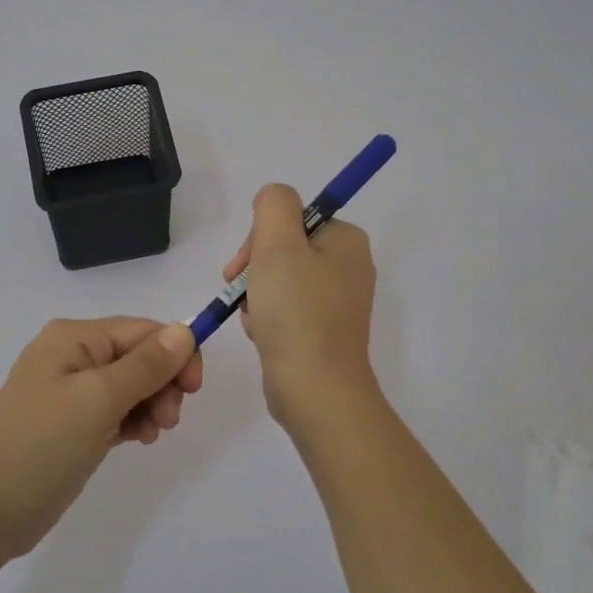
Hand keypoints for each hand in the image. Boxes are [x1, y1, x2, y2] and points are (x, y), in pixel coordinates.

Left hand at [0, 317, 202, 562]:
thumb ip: (146, 364)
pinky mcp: (73, 426)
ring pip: (132, 385)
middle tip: (169, 419)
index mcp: (74, 337)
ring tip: (153, 433)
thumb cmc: (41, 444)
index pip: (143, 330)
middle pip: (139, 356)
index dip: (176, 352)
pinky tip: (140, 439)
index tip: (195, 389)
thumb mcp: (98, 399)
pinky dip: (135, 421)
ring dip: (152, 403)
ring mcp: (71, 393)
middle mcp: (73, 356)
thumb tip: (185, 329)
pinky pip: (117, 411)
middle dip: (163, 382)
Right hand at [223, 184, 377, 427]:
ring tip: (255, 319)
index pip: (292, 218)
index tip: (245, 265)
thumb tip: (272, 202)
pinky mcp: (324, 331)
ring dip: (256, 294)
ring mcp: (338, 302)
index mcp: (347, 240)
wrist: (315, 390)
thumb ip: (274, 204)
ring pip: (279, 280)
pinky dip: (267, 317)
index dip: (261, 237)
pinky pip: (286, 309)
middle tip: (243, 292)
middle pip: (285, 248)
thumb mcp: (278, 243)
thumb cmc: (296, 312)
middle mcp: (349, 267)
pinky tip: (262, 334)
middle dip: (255, 268)